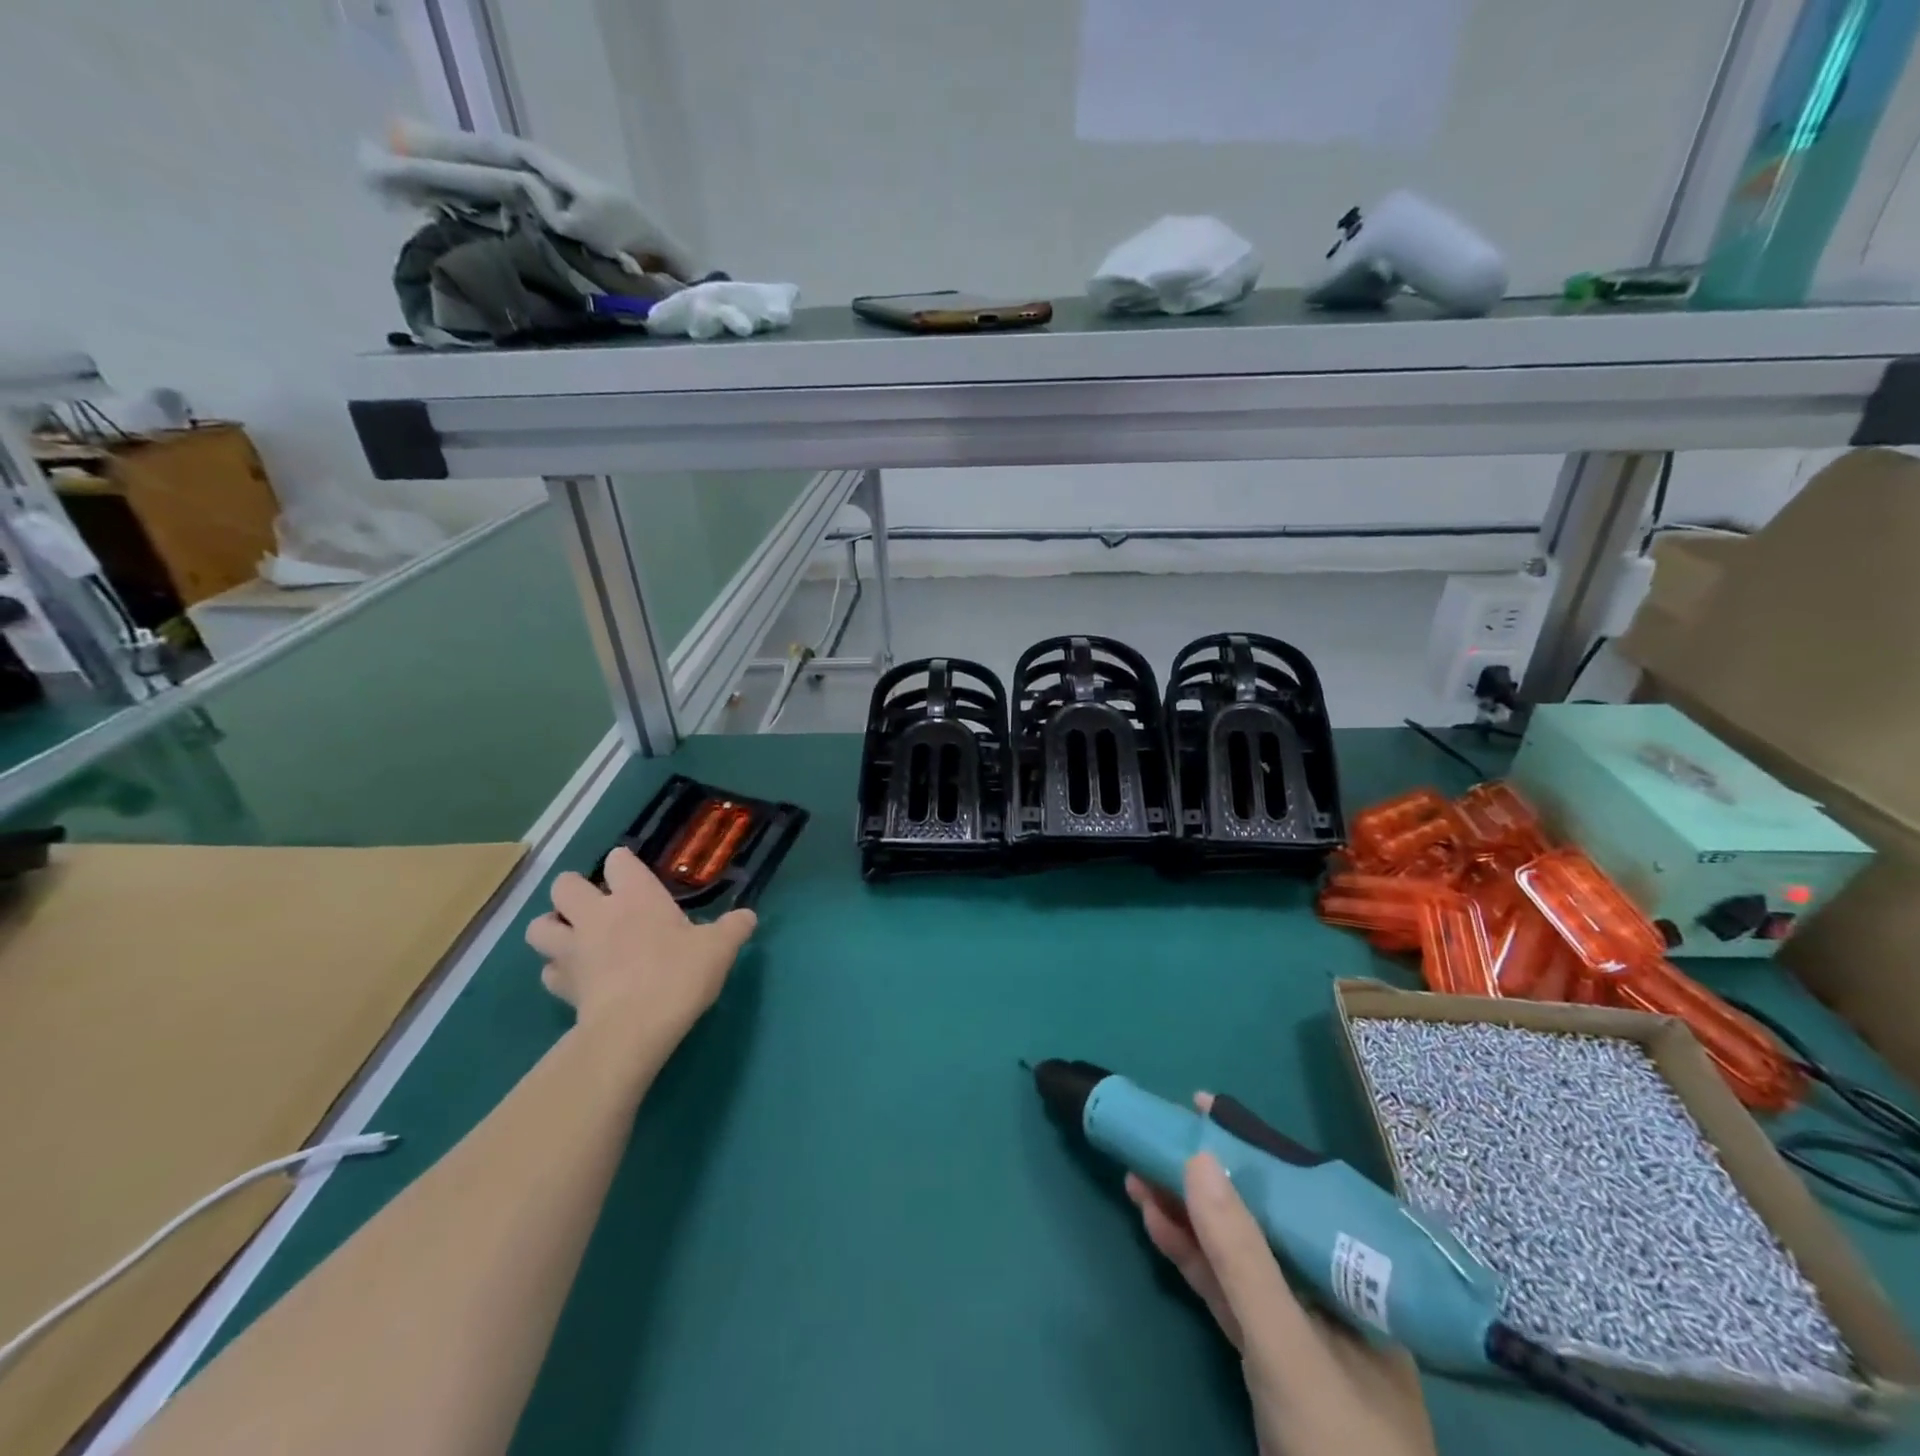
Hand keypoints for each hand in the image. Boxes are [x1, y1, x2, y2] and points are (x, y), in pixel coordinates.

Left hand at [525, 848, 755, 1057]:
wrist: (634, 1028)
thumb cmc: (679, 974)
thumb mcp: (720, 948)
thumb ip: (734, 927)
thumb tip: (748, 916)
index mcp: (636, 895)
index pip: (618, 860)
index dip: (624, 864)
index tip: (634, 876)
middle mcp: (597, 914)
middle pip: (564, 884)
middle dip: (574, 891)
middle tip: (597, 906)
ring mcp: (572, 950)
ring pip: (540, 926)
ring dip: (553, 928)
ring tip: (574, 938)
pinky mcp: (560, 986)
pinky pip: (548, 971)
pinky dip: (559, 971)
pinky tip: (578, 978)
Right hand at [1126, 1094, 1434, 1455]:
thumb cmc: (1339, 1446)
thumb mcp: (1285, 1343)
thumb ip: (1240, 1253)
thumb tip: (1199, 1157)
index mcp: (1355, 1277)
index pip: (1296, 1190)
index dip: (1247, 1145)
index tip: (1200, 1106)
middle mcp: (1328, 1291)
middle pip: (1258, 1218)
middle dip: (1204, 1179)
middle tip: (1155, 1138)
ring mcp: (1296, 1328)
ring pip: (1235, 1253)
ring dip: (1187, 1216)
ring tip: (1136, 1176)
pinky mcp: (1267, 1360)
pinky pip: (1224, 1292)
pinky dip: (1191, 1260)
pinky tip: (1155, 1227)